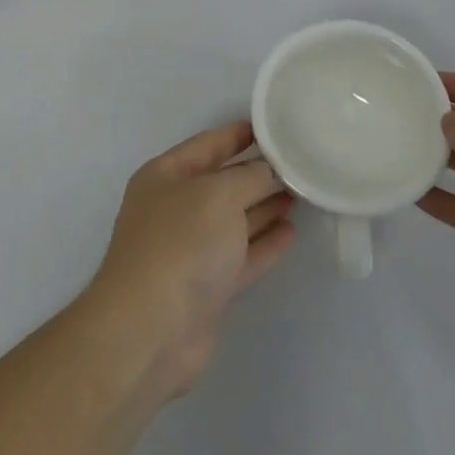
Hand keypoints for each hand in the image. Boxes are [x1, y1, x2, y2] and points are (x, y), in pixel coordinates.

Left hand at [83, 122, 296, 398]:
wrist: (151, 328)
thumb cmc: (180, 244)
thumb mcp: (217, 195)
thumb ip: (250, 177)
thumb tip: (272, 169)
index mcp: (165, 175)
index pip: (208, 144)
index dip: (240, 133)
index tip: (276, 126)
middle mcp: (174, 208)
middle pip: (223, 182)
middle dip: (258, 172)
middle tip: (301, 163)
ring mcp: (190, 249)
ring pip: (234, 220)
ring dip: (265, 206)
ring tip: (302, 193)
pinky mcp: (207, 286)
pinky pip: (241, 255)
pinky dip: (264, 243)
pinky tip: (291, 231)